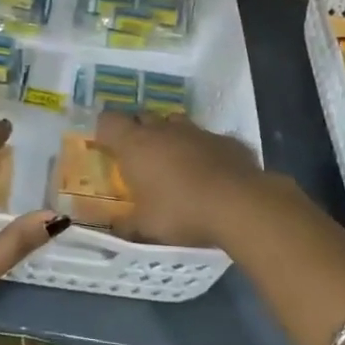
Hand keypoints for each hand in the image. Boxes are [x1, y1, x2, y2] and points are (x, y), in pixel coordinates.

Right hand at [95, 110, 273, 247]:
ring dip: (171, 137)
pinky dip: (203, 151)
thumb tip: (116, 226)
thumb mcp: (146, 226)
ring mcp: (197, 131)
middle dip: (139, 133)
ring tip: (174, 162)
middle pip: (143, 118)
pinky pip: (207, 139)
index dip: (105, 131)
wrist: (239, 204)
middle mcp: (164, 129)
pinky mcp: (226, 140)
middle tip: (139, 158)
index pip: (108, 121)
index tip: (106, 146)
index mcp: (136, 144)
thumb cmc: (180, 212)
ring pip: (176, 123)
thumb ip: (127, 224)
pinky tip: (210, 173)